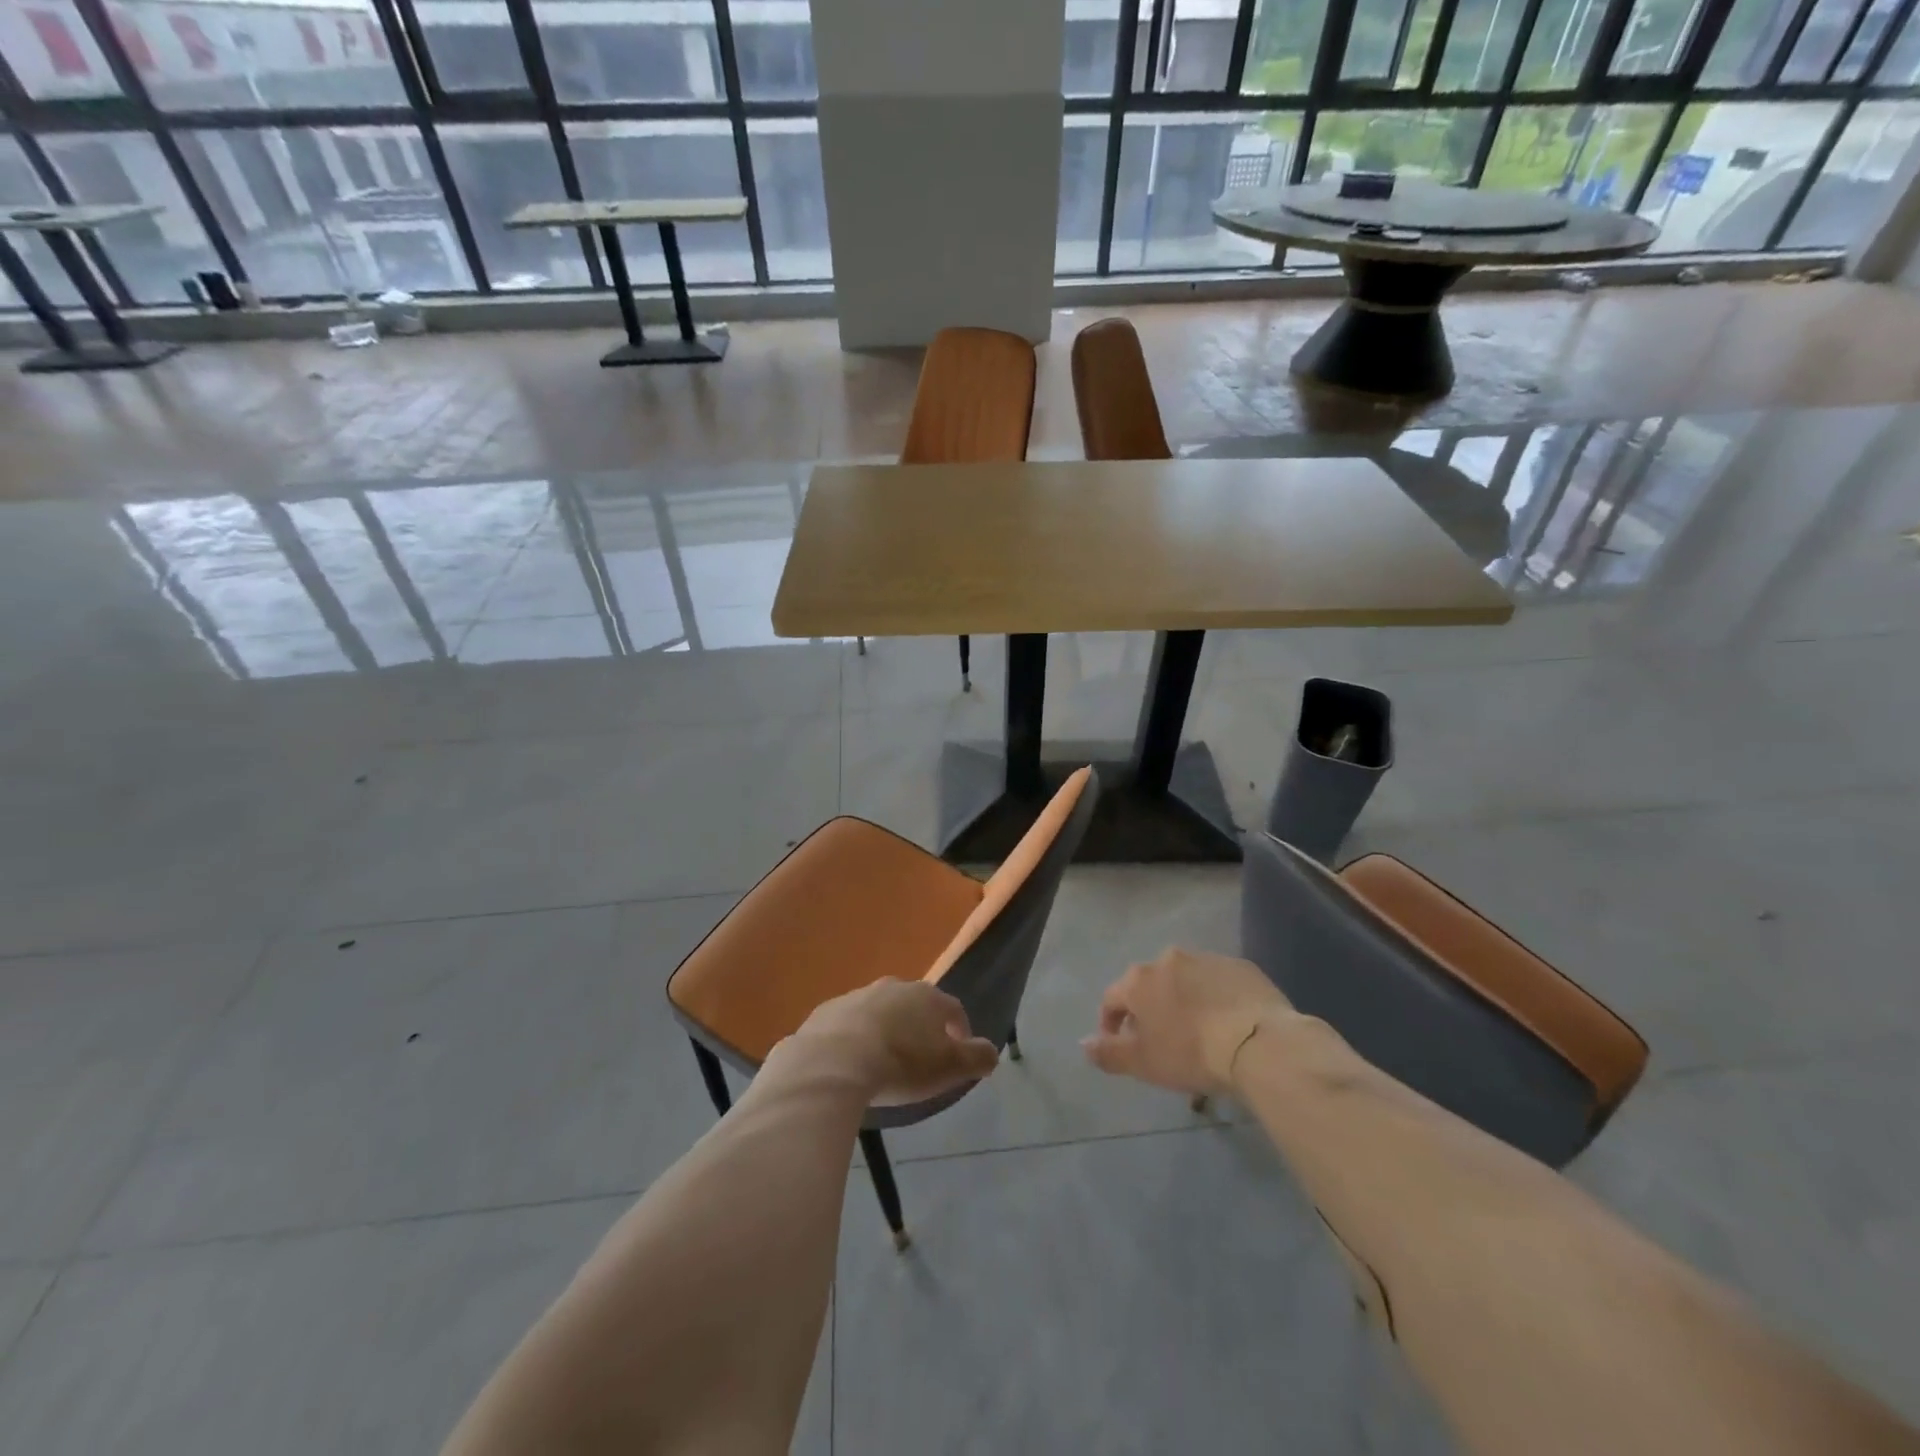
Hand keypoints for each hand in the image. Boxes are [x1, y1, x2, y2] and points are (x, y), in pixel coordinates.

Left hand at [783, 979, 999, 1104]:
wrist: (832, 1062)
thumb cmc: (900, 1063)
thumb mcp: (948, 1067)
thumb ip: (976, 1058)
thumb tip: (992, 1052)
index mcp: (926, 997)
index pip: (952, 1008)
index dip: (959, 1030)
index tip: (959, 1052)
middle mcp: (893, 987)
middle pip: (914, 1005)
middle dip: (920, 1026)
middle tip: (919, 1056)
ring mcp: (856, 996)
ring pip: (879, 1011)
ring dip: (885, 1029)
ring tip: (883, 1060)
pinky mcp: (826, 1012)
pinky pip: (847, 1024)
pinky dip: (853, 1037)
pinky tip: (851, 1062)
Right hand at [1083, 947, 1291, 1096]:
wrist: (1259, 1042)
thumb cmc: (1191, 1053)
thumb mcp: (1143, 1063)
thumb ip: (1108, 1052)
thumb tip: (1083, 1044)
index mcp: (1139, 980)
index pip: (1112, 998)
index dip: (1111, 1023)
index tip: (1120, 1046)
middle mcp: (1168, 960)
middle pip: (1149, 985)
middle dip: (1149, 1009)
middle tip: (1160, 1040)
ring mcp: (1206, 959)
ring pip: (1184, 980)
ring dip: (1183, 1000)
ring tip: (1197, 1032)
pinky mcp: (1240, 966)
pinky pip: (1218, 982)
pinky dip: (1215, 998)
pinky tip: (1227, 1023)